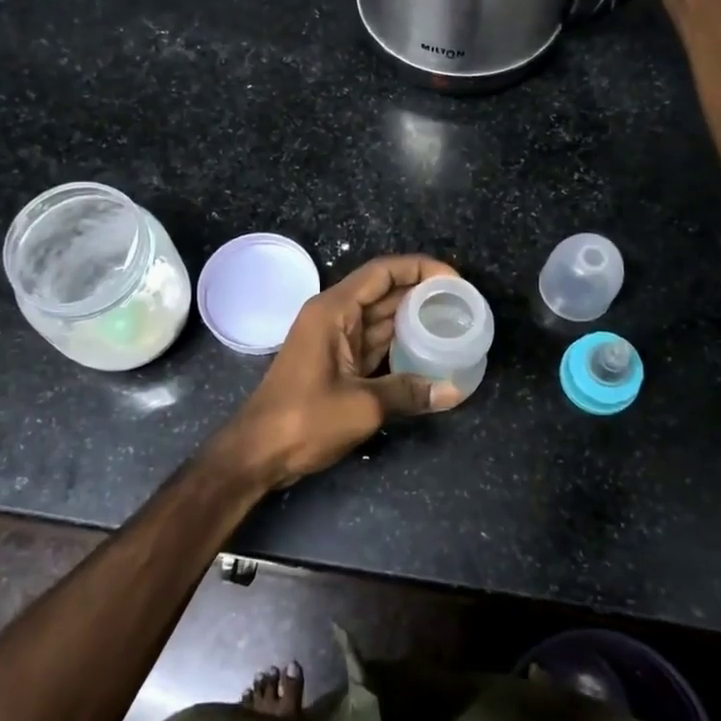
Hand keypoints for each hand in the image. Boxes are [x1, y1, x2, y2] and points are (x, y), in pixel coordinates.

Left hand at [205, 254, 464, 490]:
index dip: (420, 268)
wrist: (258, 452)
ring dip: (413, 318)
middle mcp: (334, 316)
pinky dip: (400, 344)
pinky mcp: (336, 362)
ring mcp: (334, 339)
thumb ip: (409, 392)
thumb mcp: (363, 405)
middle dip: (422, 293)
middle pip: (384, 292)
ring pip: (381, 318)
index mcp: (334, 310)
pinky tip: (428, 352)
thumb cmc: (304, 419)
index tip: (454, 280)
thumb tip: (453, 391)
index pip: (383, 272)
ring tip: (453, 323)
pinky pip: (374, 342)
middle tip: (463, 304)